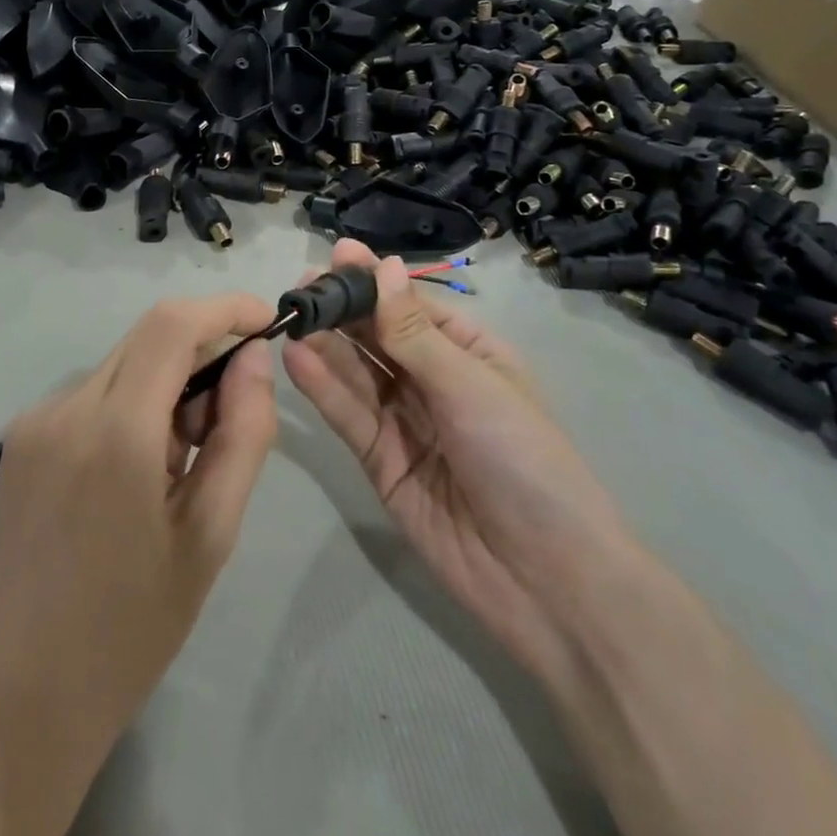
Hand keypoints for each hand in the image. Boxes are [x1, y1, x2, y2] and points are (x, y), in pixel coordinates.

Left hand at [0, 293, 279, 794]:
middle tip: (223, 423)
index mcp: (115, 432)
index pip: (172, 325)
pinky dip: (130, 405)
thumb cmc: (131, 628)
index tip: (265, 323)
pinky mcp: (20, 436)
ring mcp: (35, 419)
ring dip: (165, 384)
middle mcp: (66, 407)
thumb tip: (254, 358)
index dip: (224, 309)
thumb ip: (243, 433)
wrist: (19, 696)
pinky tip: (133, 472)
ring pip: (122, 363)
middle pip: (147, 337)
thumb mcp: (211, 534)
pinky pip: (92, 392)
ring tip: (176, 464)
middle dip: (200, 353)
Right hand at [283, 240, 630, 672]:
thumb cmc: (522, 460)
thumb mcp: (470, 386)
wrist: (546, 580)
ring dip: (325, 344)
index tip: (336, 254)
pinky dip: (323, 387)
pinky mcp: (380, 460)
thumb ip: (413, 332)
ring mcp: (404, 420)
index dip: (375, 281)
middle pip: (378, 336)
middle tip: (300, 287)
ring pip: (357, 372)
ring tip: (290, 316)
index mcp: (468, 352)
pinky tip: (297, 358)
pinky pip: (349, 415)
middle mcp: (432, 379)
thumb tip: (383, 265)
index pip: (411, 306)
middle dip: (342, 309)